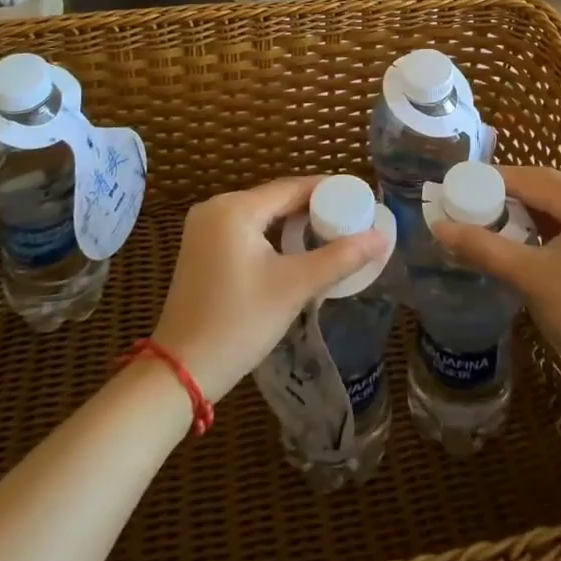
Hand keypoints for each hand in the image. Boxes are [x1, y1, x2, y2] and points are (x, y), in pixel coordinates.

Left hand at [150, 176, 389, 401]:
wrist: (180, 373)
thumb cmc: (238, 323)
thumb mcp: (294, 288)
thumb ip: (339, 258)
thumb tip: (381, 238)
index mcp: (235, 208)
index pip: (292, 187)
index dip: (329, 191)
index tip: (359, 200)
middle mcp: (215, 208)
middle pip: (276, 199)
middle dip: (314, 208)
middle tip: (350, 220)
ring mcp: (203, 229)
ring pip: (262, 215)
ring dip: (294, 223)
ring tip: (331, 234)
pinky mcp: (201, 249)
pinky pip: (246, 230)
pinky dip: (272, 235)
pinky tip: (295, 250)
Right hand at [431, 165, 560, 390]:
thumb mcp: (532, 278)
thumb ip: (484, 249)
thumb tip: (439, 228)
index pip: (530, 178)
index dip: (491, 181)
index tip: (459, 188)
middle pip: (545, 187)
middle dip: (507, 194)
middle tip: (471, 206)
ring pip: (557, 205)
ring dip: (525, 211)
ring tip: (492, 223)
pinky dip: (544, 227)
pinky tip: (526, 243)